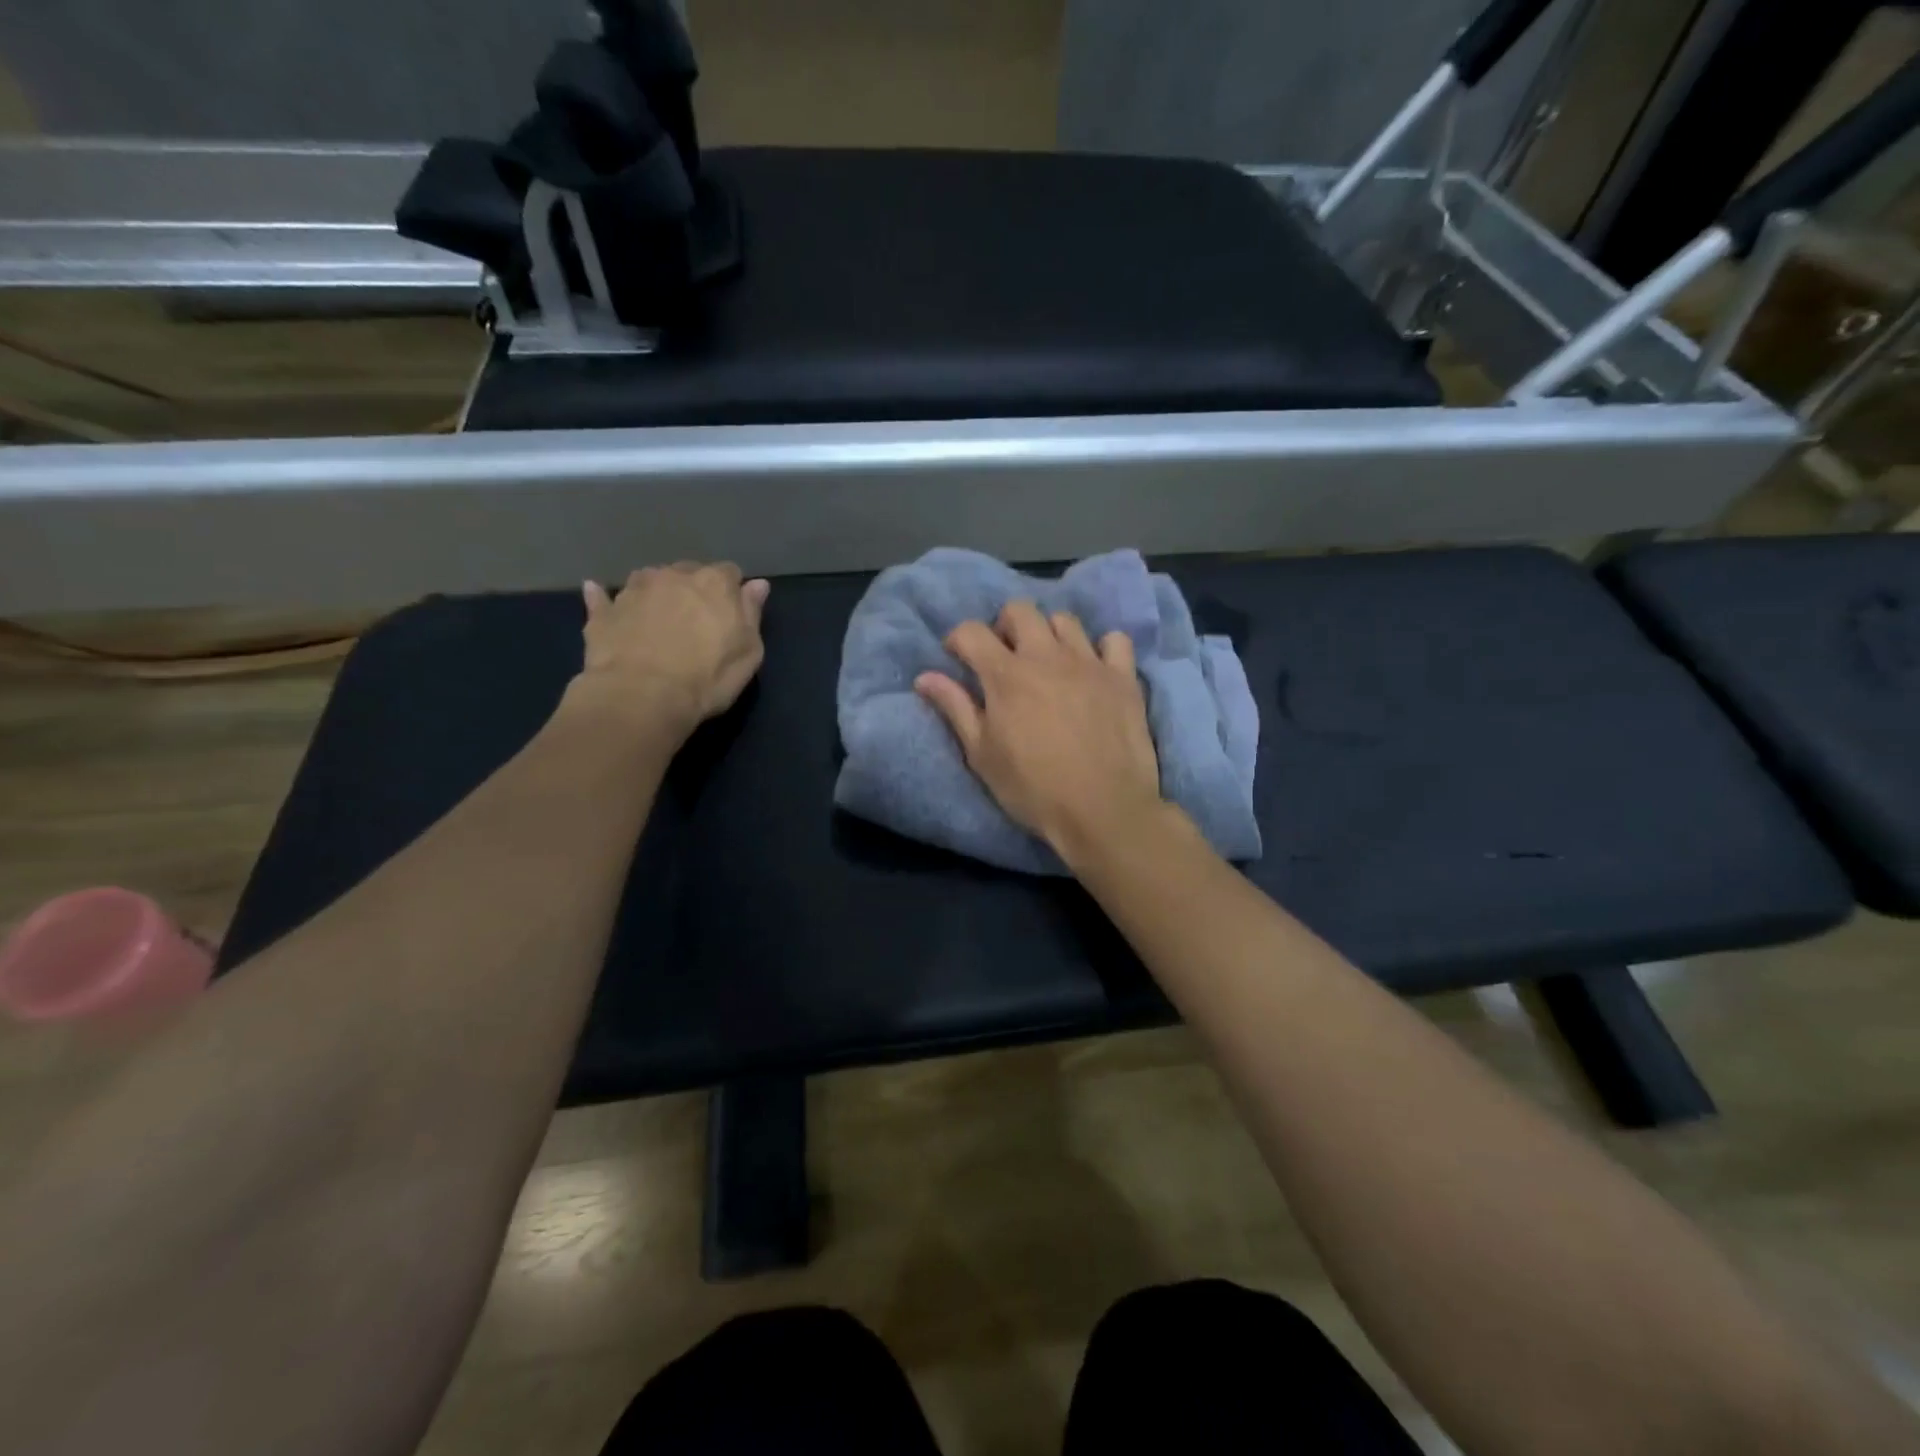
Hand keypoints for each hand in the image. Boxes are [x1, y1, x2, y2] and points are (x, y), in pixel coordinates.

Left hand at [574, 563, 769, 740]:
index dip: (731, 593)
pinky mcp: (603, 612)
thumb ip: (752, 613)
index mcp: (714, 583)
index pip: (730, 573)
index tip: (731, 615)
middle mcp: (673, 575)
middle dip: (693, 590)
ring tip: (658, 619)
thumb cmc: (707, 678)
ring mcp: (634, 590)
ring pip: (649, 579)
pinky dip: (604, 596)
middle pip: (688, 572)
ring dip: (656, 592)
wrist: (642, 697)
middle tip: (696, 622)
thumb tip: (757, 584)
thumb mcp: (749, 652)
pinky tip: (599, 594)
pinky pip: (603, 596)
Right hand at [916, 601, 1163, 858]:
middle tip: (1005, 658)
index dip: (959, 640)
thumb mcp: (982, 756)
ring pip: (1065, 620)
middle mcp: (1047, 656)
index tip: (959, 659)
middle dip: (1005, 626)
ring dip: (1049, 634)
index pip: (972, 631)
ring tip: (1049, 663)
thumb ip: (955, 709)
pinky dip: (1102, 648)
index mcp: (1006, 675)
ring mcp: (1089, 663)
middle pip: (1020, 610)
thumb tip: (924, 677)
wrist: (1103, 810)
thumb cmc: (1033, 789)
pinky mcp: (1123, 677)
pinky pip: (1114, 640)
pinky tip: (1095, 670)